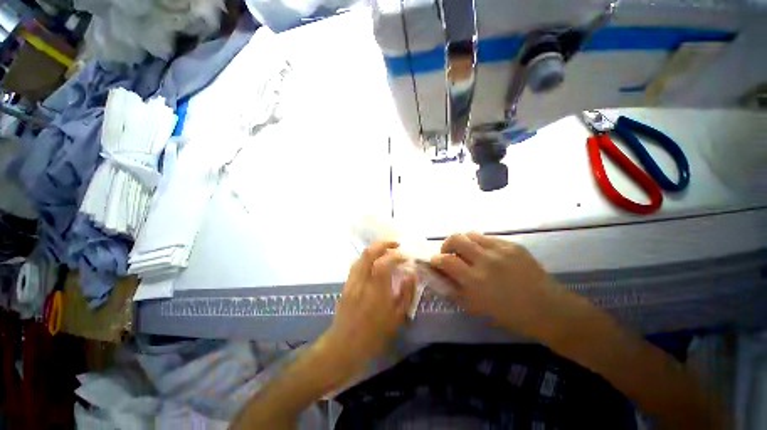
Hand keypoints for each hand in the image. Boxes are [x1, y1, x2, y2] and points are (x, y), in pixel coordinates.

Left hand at [318, 241, 415, 375]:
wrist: (344, 345)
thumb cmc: (374, 334)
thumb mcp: (397, 317)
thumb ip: (406, 293)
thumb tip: (412, 275)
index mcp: (376, 289)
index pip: (385, 262)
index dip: (397, 255)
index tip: (406, 257)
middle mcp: (362, 280)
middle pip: (369, 252)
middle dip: (383, 244)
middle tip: (395, 244)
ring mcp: (352, 280)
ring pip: (361, 256)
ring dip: (375, 249)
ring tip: (386, 251)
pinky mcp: (346, 284)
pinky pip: (357, 264)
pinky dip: (367, 258)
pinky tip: (374, 263)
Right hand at [430, 232, 556, 336]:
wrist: (548, 309)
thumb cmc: (509, 314)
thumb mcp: (476, 307)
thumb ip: (454, 289)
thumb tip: (439, 275)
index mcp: (475, 281)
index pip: (445, 260)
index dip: (436, 259)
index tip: (436, 263)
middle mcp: (485, 260)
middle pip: (455, 238)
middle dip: (446, 245)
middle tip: (449, 253)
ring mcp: (500, 249)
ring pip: (470, 234)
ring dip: (463, 242)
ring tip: (467, 252)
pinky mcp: (512, 245)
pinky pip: (488, 238)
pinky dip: (480, 244)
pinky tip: (486, 254)